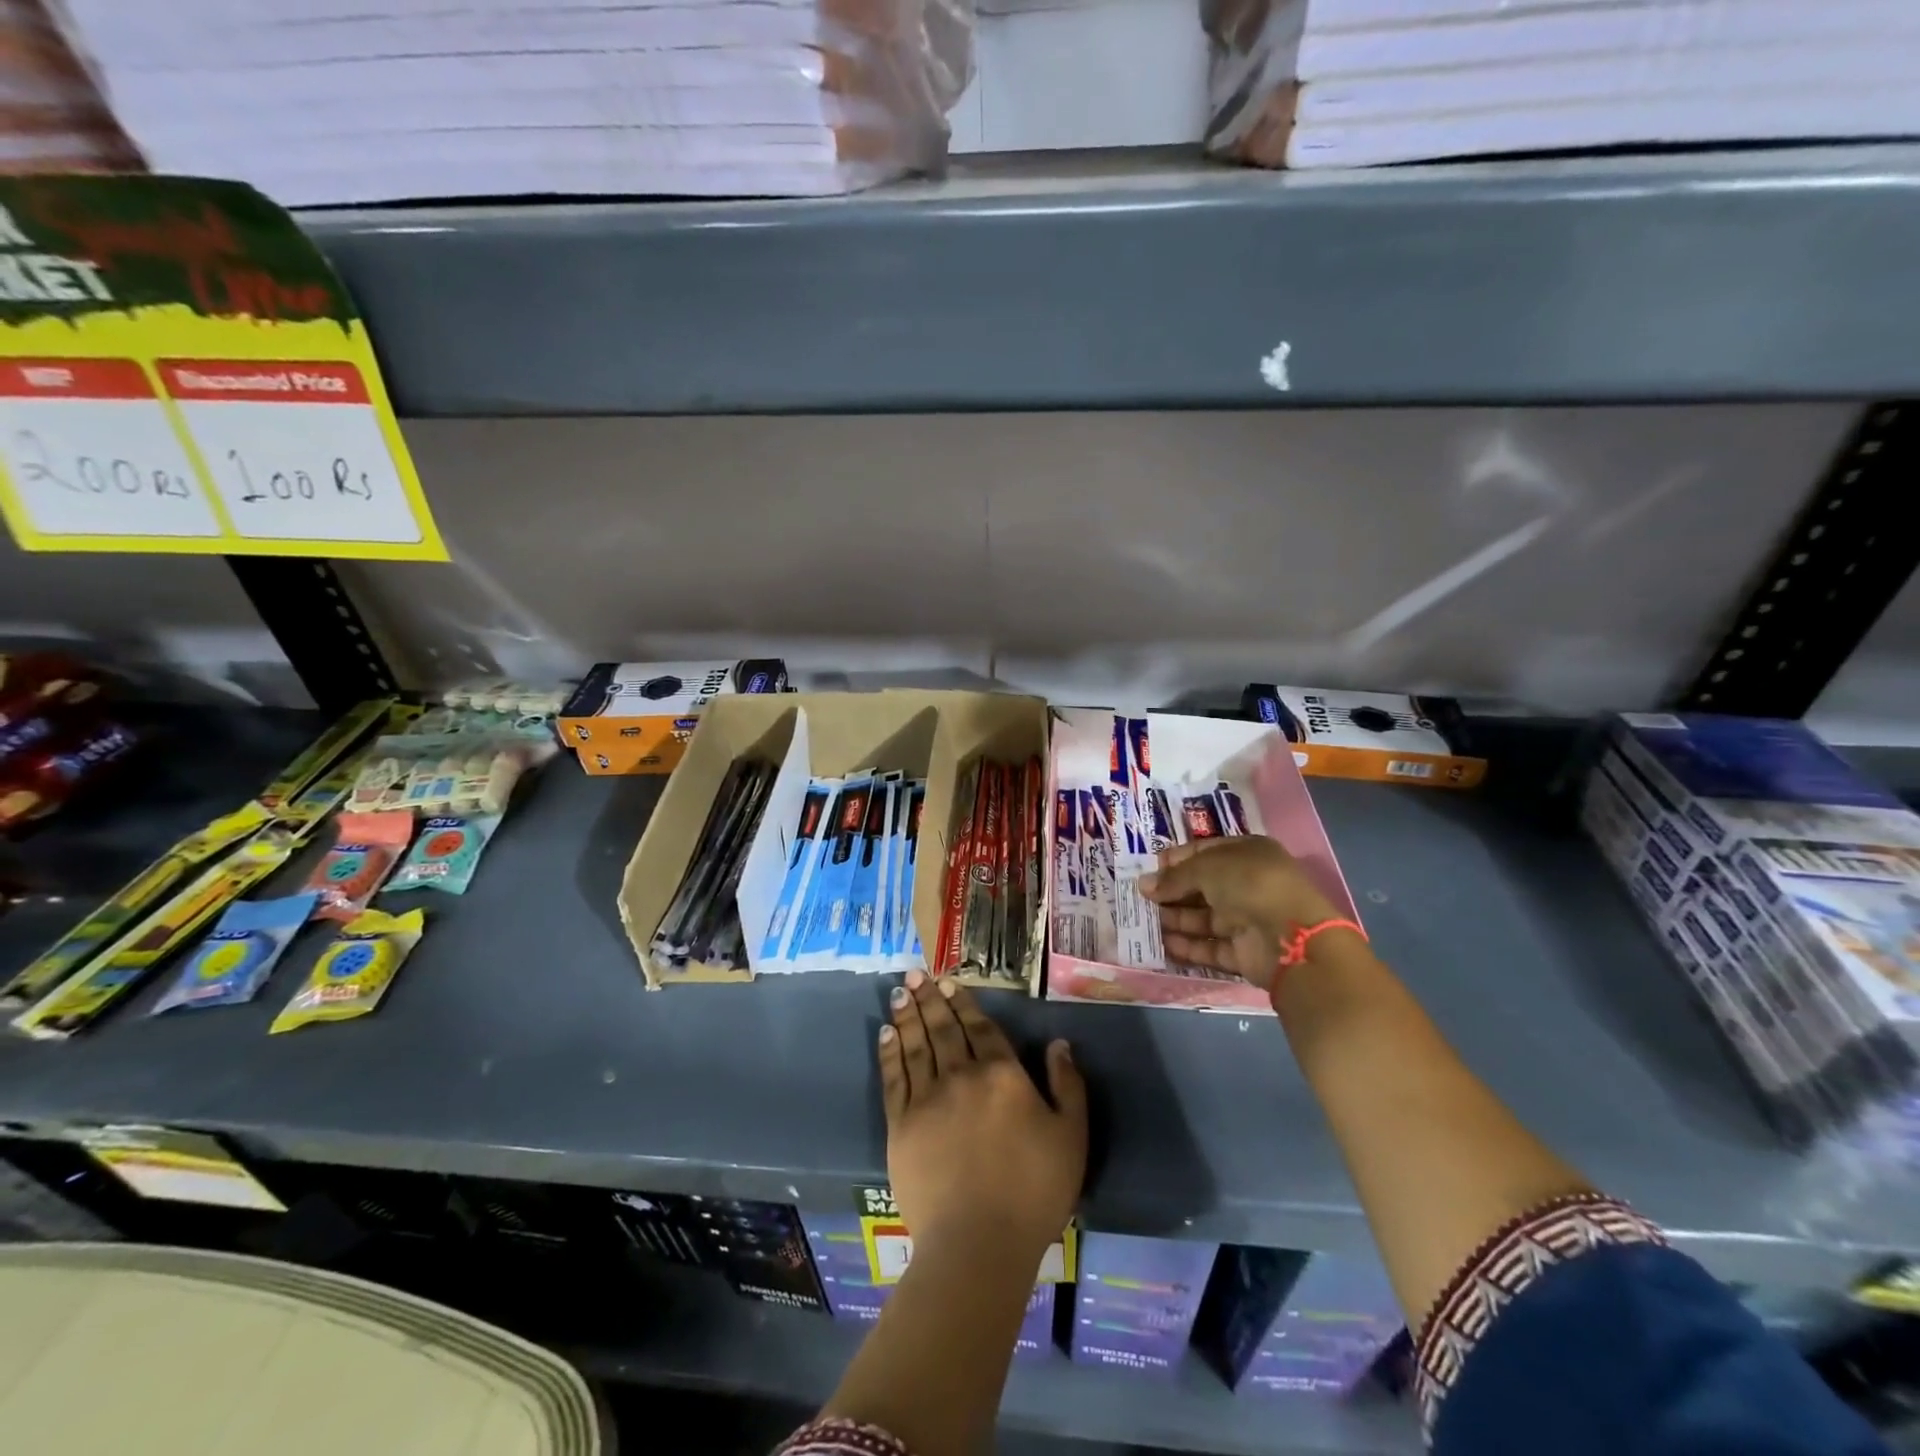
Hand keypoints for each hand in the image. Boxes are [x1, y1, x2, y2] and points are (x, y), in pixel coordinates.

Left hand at [879, 970, 1086, 1267]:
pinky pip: (894, 1077)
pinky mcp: (901, 1124)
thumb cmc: (1033, 1191)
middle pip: (943, 1028)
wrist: (978, 1242)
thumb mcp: (1071, 1137)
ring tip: (900, 990)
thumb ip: (1068, 1085)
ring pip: (916, 1044)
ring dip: (908, 1014)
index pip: (980, 1028)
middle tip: (916, 973)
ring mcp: (927, 1098)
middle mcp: (961, 1075)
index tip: (948, 982)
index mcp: (1002, 1075)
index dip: (964, 1003)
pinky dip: (890, 1051)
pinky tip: (886, 1032)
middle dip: (930, 998)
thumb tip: (1059, 1044)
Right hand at [1138, 836, 1342, 991]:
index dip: (1177, 859)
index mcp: (1248, 854)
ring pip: (1204, 918)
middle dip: (1172, 891)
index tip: (1150, 868)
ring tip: (1144, 920)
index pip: (1206, 852)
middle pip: (1203, 887)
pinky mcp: (1244, 952)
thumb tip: (1145, 885)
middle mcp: (1249, 885)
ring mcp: (1248, 919)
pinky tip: (1162, 943)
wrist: (1290, 938)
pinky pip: (1210, 947)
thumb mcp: (1207, 868)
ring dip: (1175, 919)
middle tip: (1141, 897)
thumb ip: (1174, 877)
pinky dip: (1187, 946)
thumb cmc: (1249, 885)